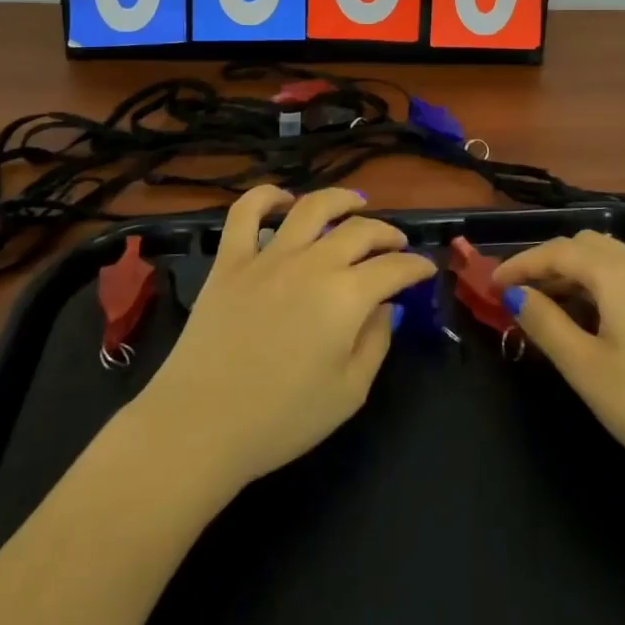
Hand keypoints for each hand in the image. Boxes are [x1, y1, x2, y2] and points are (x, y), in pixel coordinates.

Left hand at [123, 186, 434, 497]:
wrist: (199, 426)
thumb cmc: (281, 419)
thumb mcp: (349, 393)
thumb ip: (376, 342)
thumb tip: (386, 307)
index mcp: (346, 296)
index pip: (394, 268)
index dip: (416, 265)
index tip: (426, 268)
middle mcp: (312, 263)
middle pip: (360, 230)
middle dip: (387, 233)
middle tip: (397, 243)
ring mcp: (269, 256)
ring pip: (312, 207)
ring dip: (340, 199)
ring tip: (355, 202)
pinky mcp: (230, 261)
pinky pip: (246, 213)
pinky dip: (266, 197)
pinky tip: (283, 200)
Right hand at [496, 230, 624, 501]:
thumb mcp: (586, 369)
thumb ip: (546, 324)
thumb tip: (515, 295)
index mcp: (617, 273)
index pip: (557, 251)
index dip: (520, 263)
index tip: (490, 284)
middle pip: (584, 246)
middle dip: (546, 263)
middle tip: (518, 295)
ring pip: (608, 260)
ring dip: (573, 274)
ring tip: (547, 309)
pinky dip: (599, 286)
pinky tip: (591, 320)